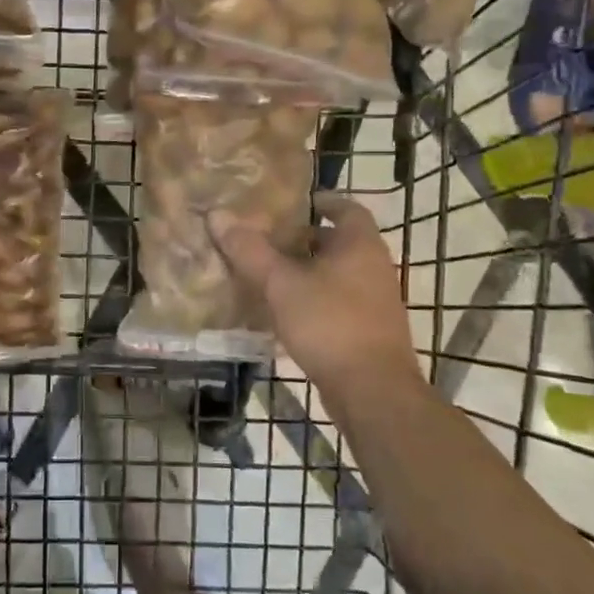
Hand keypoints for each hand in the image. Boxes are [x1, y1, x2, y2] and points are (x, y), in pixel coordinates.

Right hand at [209, 196, 418, 408]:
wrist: (373, 391)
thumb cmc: (329, 323)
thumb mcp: (281, 284)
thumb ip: (250, 251)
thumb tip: (217, 215)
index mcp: (360, 244)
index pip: (346, 207)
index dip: (320, 201)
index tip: (291, 204)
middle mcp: (374, 266)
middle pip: (339, 242)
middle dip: (304, 239)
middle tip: (267, 239)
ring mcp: (376, 301)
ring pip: (337, 274)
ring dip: (307, 272)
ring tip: (268, 274)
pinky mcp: (370, 331)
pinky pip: (338, 302)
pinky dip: (314, 299)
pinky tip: (284, 312)